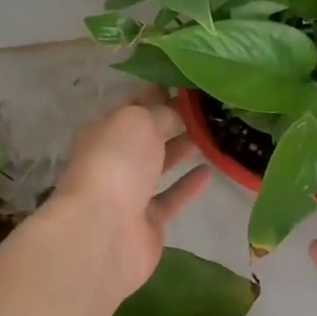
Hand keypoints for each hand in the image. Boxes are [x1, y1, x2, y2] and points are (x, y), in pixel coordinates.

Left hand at [50, 88, 209, 299]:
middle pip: (147, 135)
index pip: (134, 104)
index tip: (191, 83)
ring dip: (182, 149)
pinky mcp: (147, 221)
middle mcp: (113, 158)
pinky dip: (188, 185)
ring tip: (213, 134)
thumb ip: (162, 112)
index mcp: (104, 129)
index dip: (159, 91)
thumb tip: (179, 111)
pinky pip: (171, 197)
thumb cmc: (116, 164)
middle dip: (174, 120)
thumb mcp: (139, 121)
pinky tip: (210, 171)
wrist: (103, 232)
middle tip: (210, 108)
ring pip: (159, 164)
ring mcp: (129, 192)